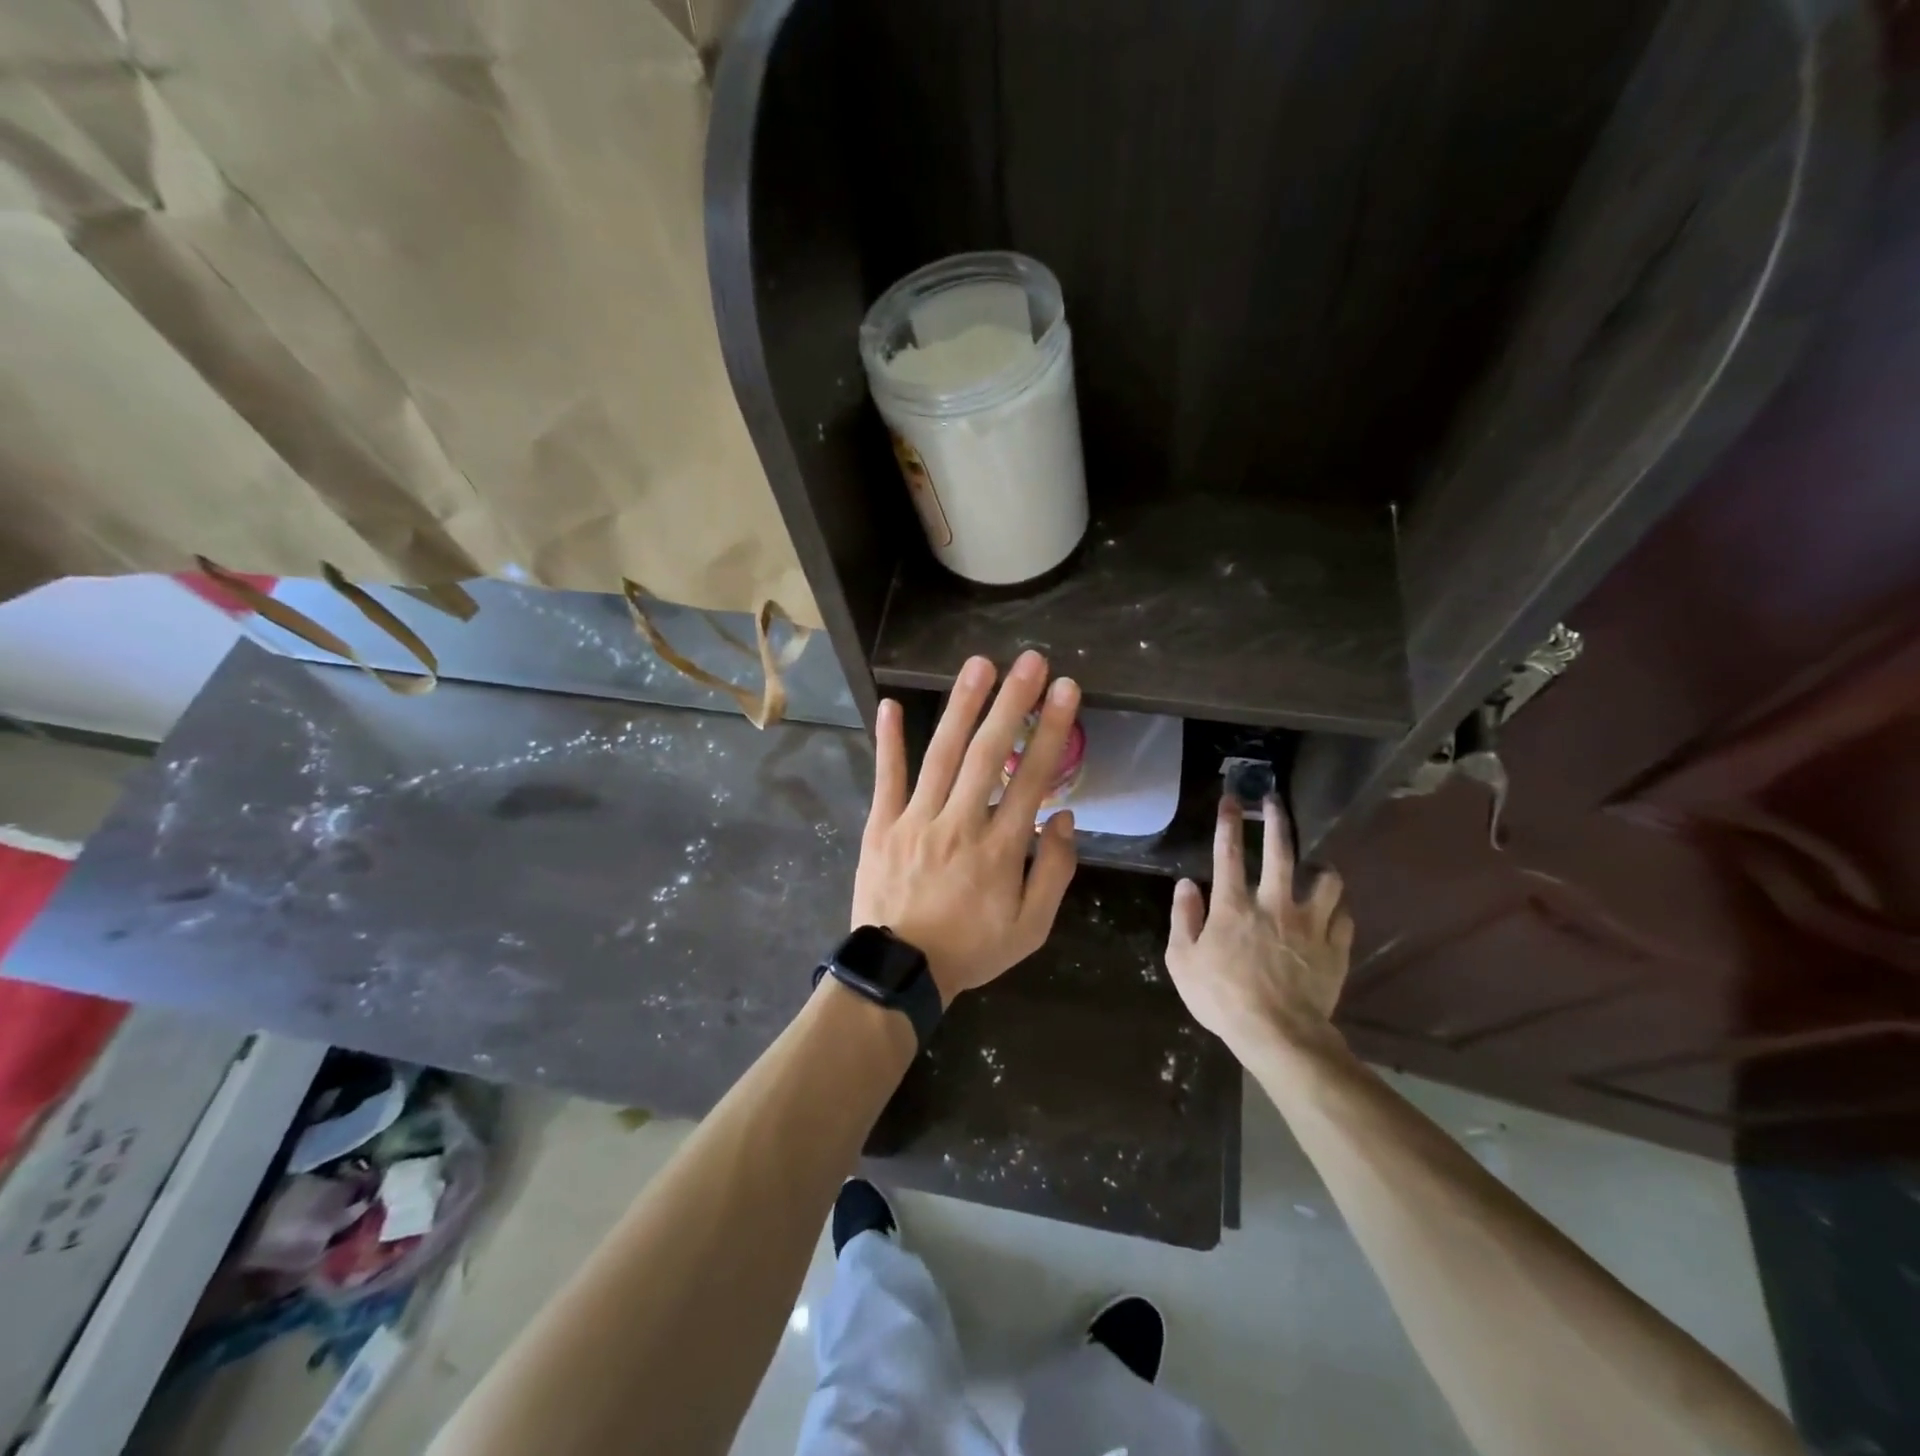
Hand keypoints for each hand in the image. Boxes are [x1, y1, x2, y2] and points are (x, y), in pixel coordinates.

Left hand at [853, 651, 1080, 1003]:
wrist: (900, 973)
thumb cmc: (971, 949)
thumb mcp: (1032, 928)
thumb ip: (1055, 872)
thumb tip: (1066, 818)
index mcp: (1001, 848)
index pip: (1033, 778)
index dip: (1052, 730)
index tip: (1066, 690)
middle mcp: (960, 824)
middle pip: (990, 754)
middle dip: (1013, 703)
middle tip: (1030, 661)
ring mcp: (916, 821)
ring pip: (942, 755)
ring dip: (962, 707)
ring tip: (980, 666)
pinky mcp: (882, 826)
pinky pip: (887, 778)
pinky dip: (889, 741)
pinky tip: (892, 705)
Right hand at [1164, 796, 1354, 1058]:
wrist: (1279, 1035)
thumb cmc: (1222, 998)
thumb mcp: (1182, 961)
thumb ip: (1183, 918)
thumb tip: (1186, 885)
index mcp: (1233, 906)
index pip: (1227, 853)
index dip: (1228, 822)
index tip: (1232, 798)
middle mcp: (1274, 904)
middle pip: (1281, 851)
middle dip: (1277, 820)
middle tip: (1275, 802)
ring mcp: (1310, 925)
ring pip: (1326, 880)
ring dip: (1320, 869)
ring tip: (1317, 868)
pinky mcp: (1335, 948)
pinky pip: (1344, 916)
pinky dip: (1337, 909)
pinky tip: (1332, 912)